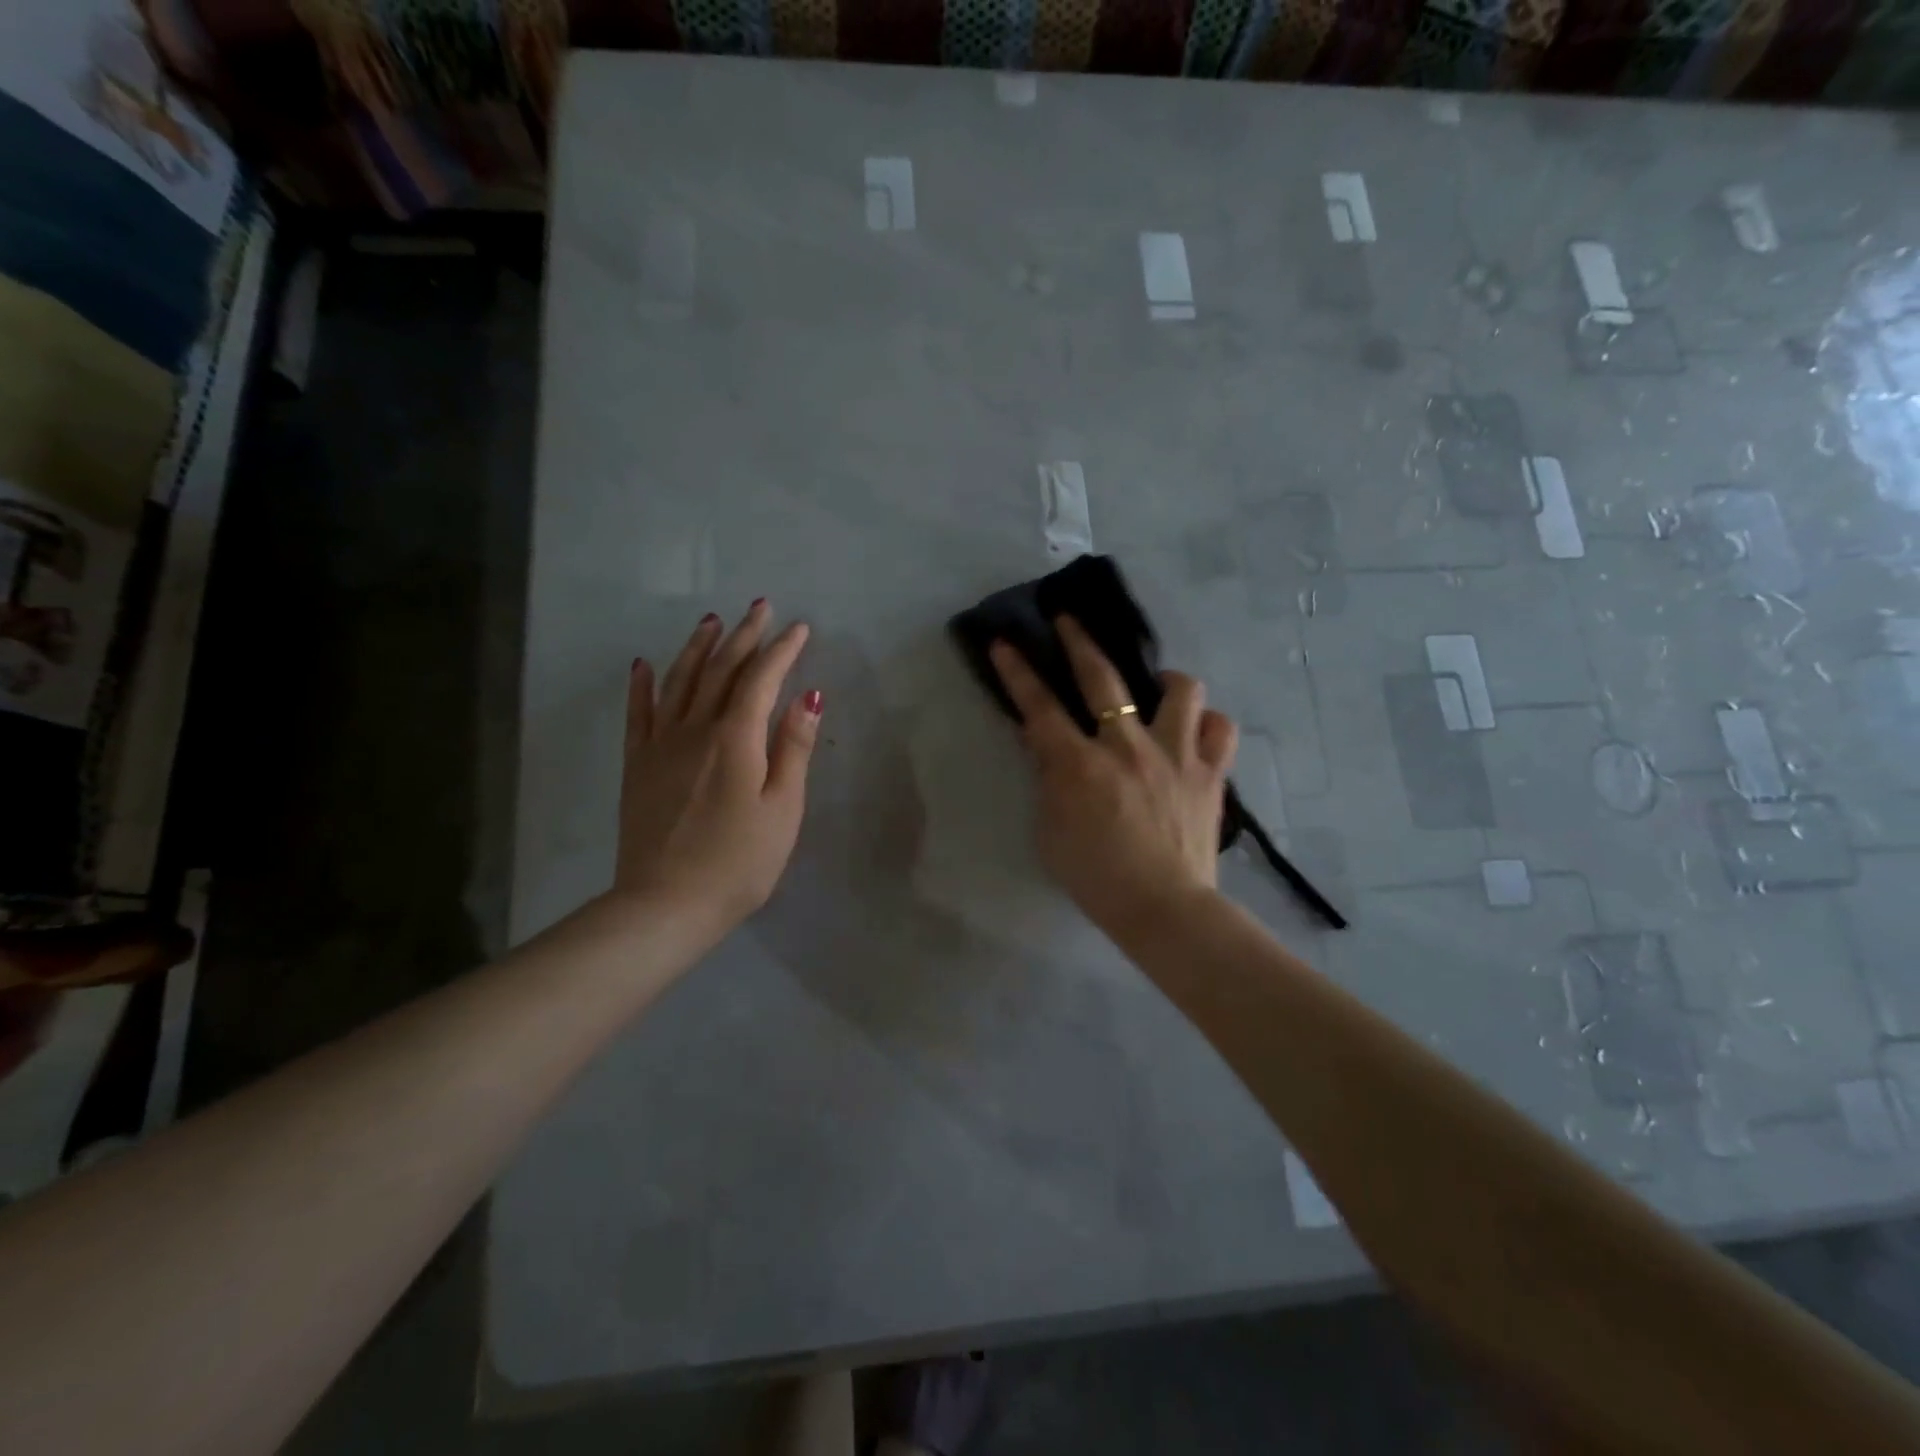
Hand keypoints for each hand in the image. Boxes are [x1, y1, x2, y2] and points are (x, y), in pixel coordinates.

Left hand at [614, 601, 821, 942]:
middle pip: (720, 670)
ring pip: (679, 682)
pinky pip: (638, 715)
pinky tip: (643, 665)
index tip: (799, 627)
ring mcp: (660, 745)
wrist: (666, 904)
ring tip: (711, 621)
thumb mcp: (782, 808)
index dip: (781, 650)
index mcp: (736, 739)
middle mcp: (695, 729)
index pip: (761, 680)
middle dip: (743, 636)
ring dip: (697, 648)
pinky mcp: (637, 766)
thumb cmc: (739, 862)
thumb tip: (809, 695)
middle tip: (760, 607)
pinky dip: (642, 686)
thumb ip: (793, 748)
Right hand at [989, 618, 1236, 938]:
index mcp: (1080, 765)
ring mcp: (1176, 755)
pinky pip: (1220, 728)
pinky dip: (1207, 724)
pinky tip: (1195, 732)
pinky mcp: (1211, 773)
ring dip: (1165, 682)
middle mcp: (1128, 747)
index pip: (1039, 707)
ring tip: (1157, 691)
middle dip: (1079, 641)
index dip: (1018, 672)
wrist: (1164, 909)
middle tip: (1068, 621)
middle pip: (1102, 677)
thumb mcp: (1051, 832)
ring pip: (1181, 689)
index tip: (1004, 642)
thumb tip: (1048, 746)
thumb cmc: (1097, 878)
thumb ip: (1049, 782)